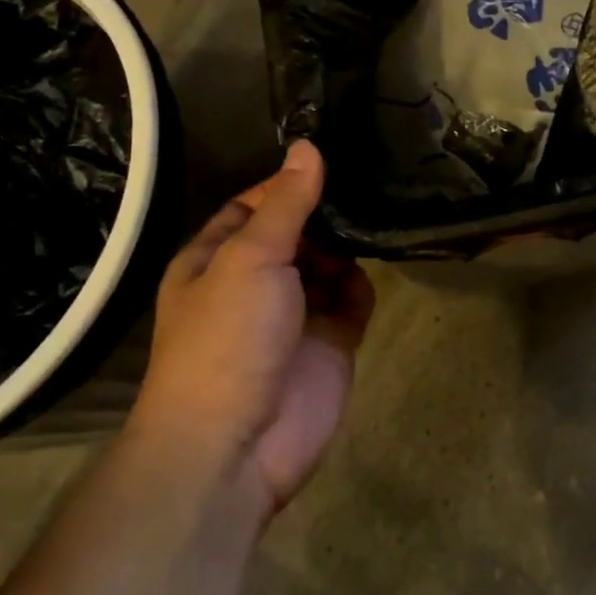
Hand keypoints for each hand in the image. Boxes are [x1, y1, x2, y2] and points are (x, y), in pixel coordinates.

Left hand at [133, 141, 374, 514]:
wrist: (234, 447)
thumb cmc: (227, 337)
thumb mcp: (250, 256)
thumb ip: (285, 203)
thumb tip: (306, 147)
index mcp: (216, 257)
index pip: (254, 204)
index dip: (287, 183)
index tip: (331, 157)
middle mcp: (255, 280)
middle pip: (297, 231)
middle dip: (326, 212)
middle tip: (369, 176)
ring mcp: (294, 313)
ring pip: (329, 263)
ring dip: (348, 245)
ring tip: (379, 212)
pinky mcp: (329, 342)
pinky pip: (352, 300)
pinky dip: (361, 285)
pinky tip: (371, 267)